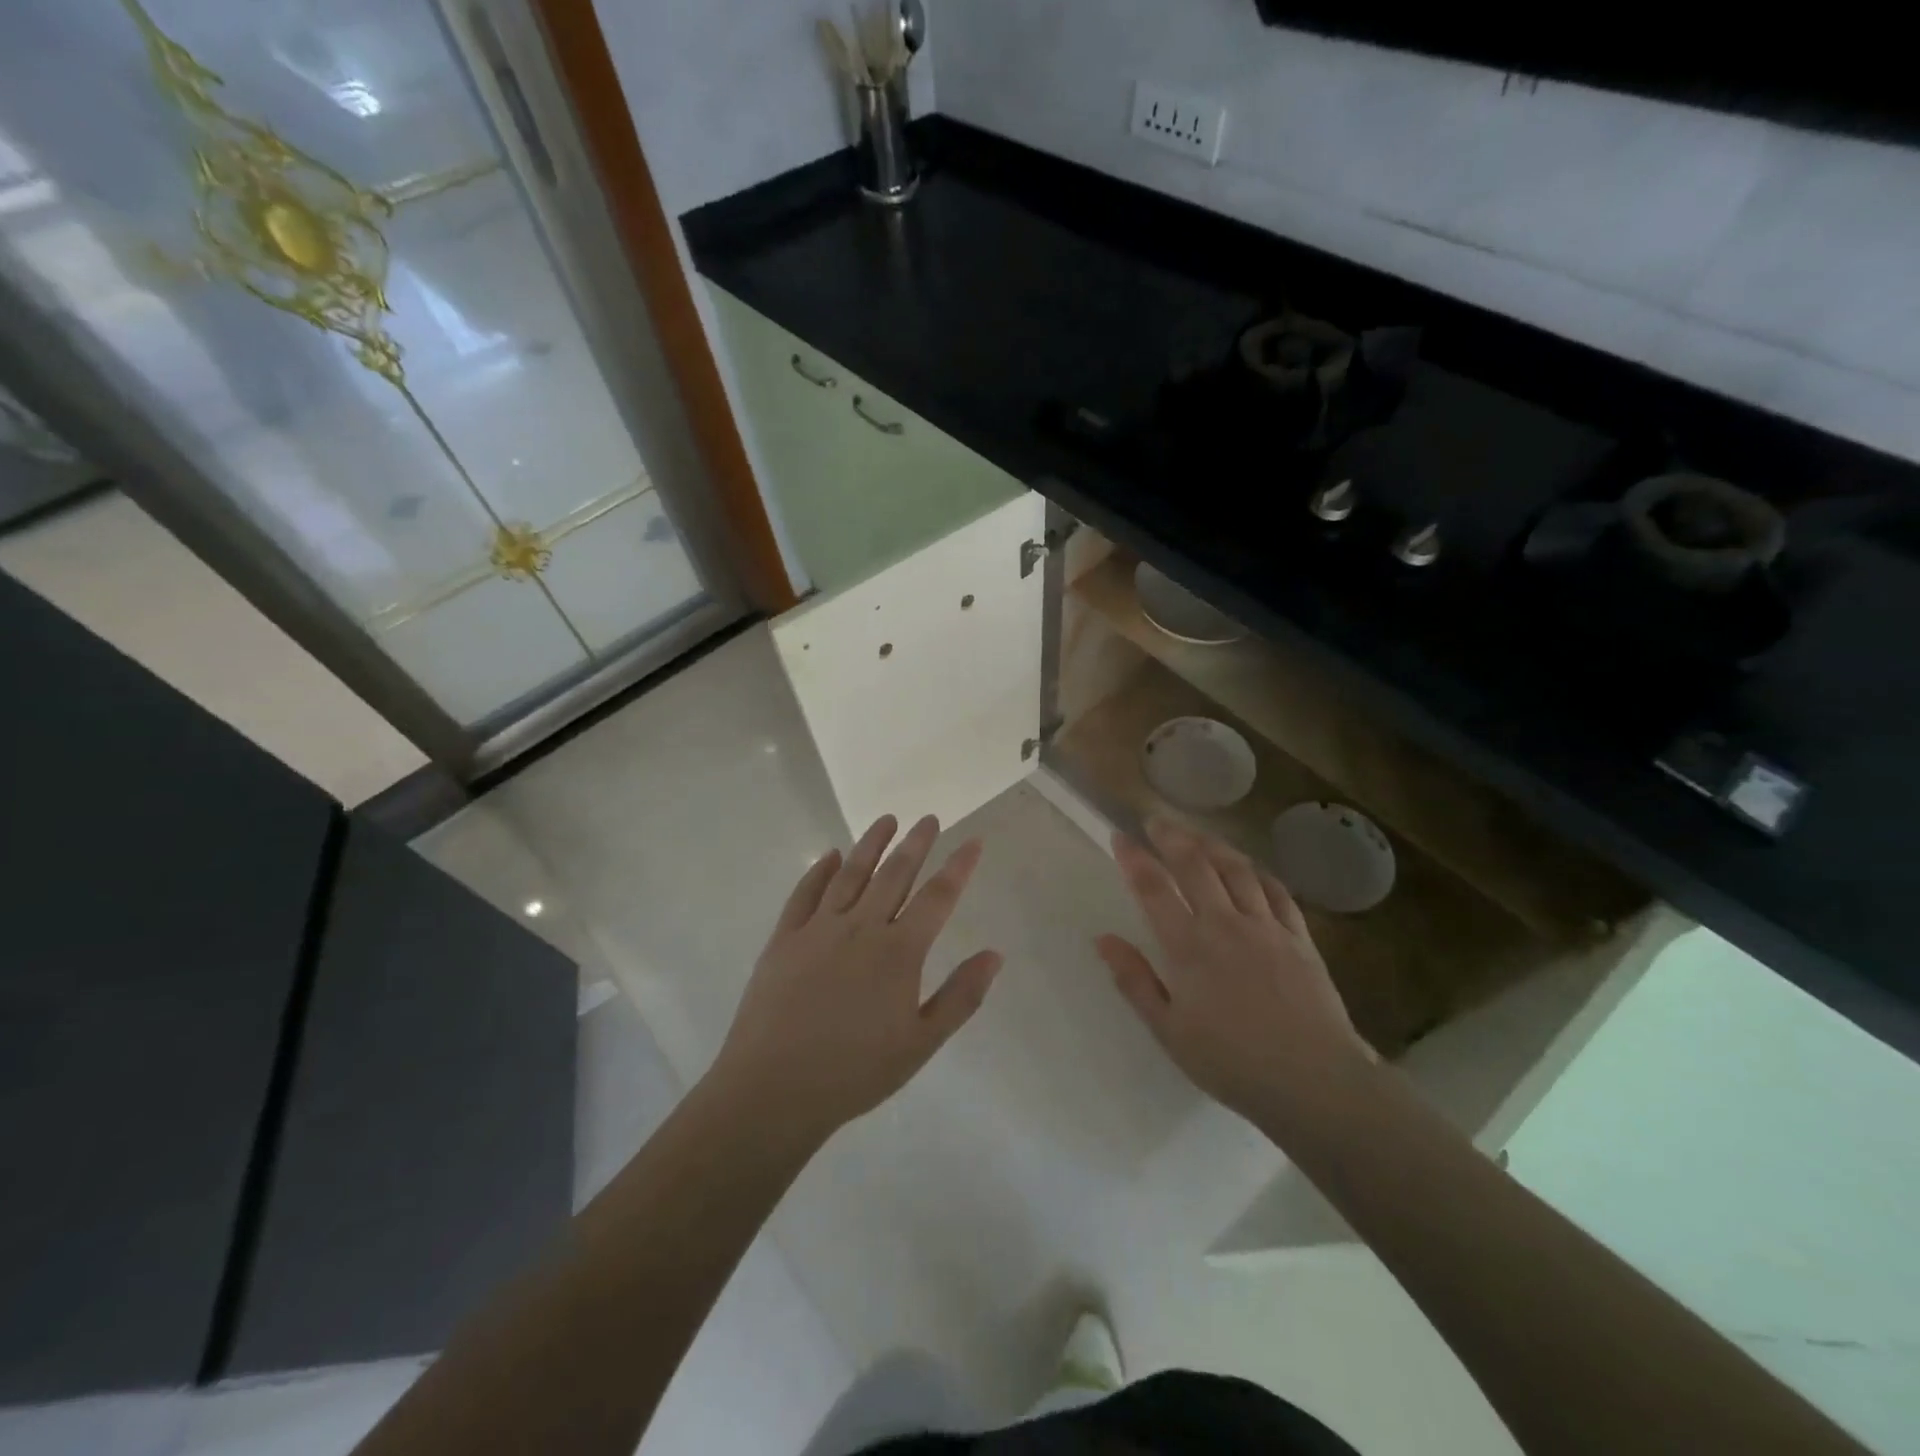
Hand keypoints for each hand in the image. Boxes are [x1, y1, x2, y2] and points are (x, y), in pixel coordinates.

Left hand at [709, 814, 1003, 1143]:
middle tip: (929, 818)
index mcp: (898, 952)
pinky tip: (830, 855)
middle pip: (894, 874)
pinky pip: (805, 893)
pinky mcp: (784, 938)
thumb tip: (995, 954)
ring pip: (850, 874)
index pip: (937, 897)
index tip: (973, 840)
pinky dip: (819, 870)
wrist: (774, 1089)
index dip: (958, 866)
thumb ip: (960, 996)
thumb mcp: (920, 1043)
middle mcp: (860, 928)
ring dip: (871, 844)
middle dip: (916, 844)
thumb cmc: (855, 1072)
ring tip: (887, 820)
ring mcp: (818, 929)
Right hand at [1097, 818, 1373, 1130]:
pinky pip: (1277, 891)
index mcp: (1189, 946)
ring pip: (1236, 869)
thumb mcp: (1169, 1031)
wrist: (1314, 1081)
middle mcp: (1225, 923)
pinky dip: (1258, 872)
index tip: (1119, 836)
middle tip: (1156, 821)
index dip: (1134, 858)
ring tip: (1197, 834)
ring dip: (1213, 845)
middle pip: (1195, 865)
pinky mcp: (1299, 937)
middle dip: (1171, 836)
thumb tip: (1103, 939)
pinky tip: (1250, 868)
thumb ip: (1135, 981)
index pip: (1153, 888)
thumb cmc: (1232, 1062)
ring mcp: (1266, 926)